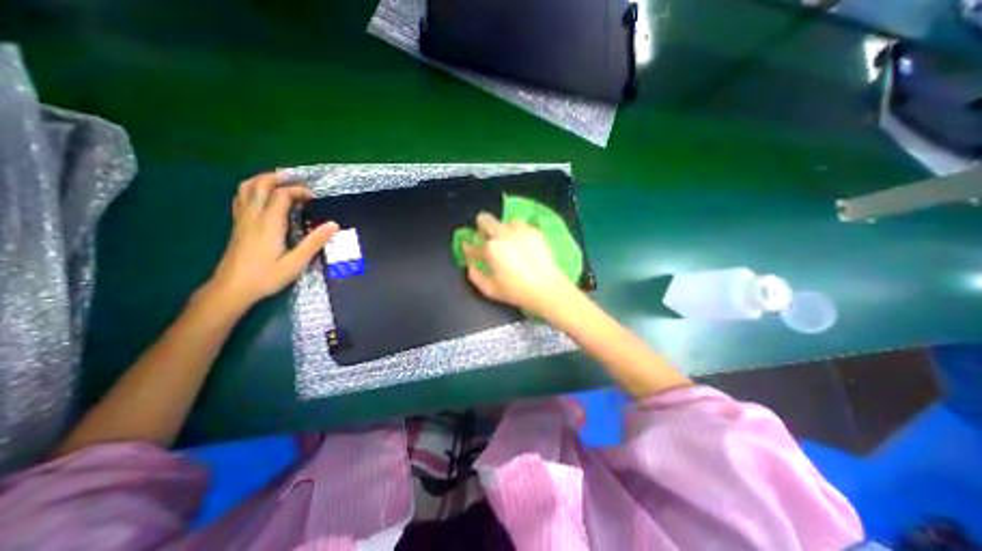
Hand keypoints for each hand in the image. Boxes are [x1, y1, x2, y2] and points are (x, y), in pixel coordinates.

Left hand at [203, 173, 337, 309]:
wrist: (232, 289)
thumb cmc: (266, 277)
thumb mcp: (296, 262)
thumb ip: (314, 242)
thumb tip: (334, 224)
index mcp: (269, 224)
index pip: (281, 195)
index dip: (298, 191)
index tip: (314, 197)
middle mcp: (253, 217)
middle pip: (260, 185)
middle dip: (279, 178)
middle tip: (298, 180)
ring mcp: (242, 220)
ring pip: (246, 189)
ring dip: (263, 180)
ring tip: (281, 182)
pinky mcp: (238, 226)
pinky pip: (242, 198)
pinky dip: (253, 190)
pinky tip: (263, 197)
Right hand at [465, 213, 577, 315]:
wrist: (547, 288)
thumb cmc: (516, 291)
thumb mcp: (490, 290)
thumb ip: (475, 275)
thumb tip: (471, 265)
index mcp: (490, 249)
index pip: (472, 244)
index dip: (468, 247)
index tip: (469, 248)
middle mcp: (503, 234)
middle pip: (484, 219)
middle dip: (482, 227)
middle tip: (487, 239)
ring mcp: (520, 230)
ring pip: (504, 221)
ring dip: (502, 229)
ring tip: (507, 241)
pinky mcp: (534, 231)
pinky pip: (521, 225)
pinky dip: (517, 231)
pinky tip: (521, 242)